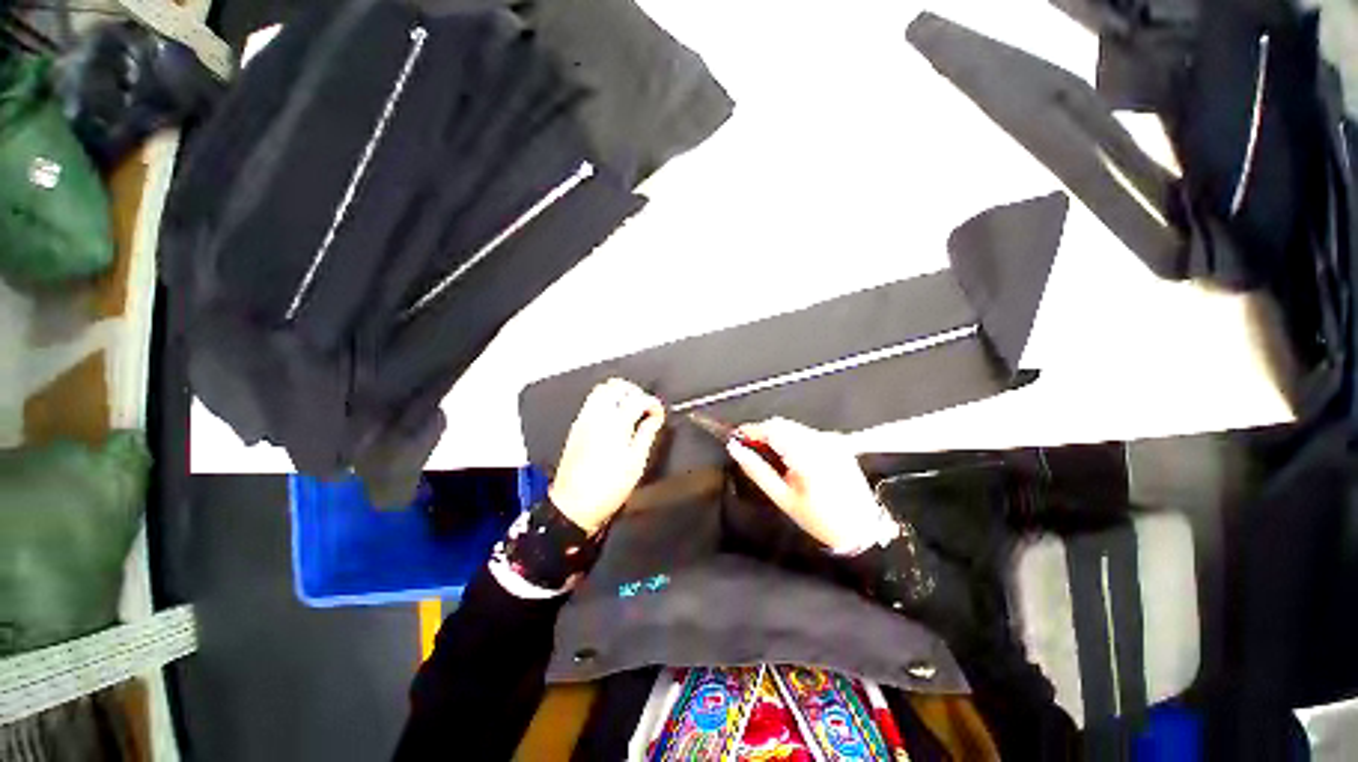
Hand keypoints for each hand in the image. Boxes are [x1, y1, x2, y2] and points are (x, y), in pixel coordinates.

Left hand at [549, 379, 664, 533]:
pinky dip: (606, 401)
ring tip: (630, 409)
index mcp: (616, 424)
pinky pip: (592, 401)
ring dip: (619, 393)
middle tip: (645, 407)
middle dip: (635, 392)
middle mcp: (598, 415)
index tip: (658, 414)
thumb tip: (654, 418)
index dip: (653, 403)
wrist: (574, 504)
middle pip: (616, 386)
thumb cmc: (608, 487)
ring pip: (602, 389)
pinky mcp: (577, 426)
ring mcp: (584, 419)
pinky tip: (615, 417)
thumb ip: (647, 434)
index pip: (638, 399)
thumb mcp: (636, 462)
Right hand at [726, 418, 895, 552]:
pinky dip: (792, 439)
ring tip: (767, 455)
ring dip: (777, 435)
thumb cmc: (818, 519)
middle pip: (782, 424)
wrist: (862, 530)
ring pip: (793, 426)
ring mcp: (832, 439)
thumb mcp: (783, 498)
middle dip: (762, 432)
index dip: (751, 430)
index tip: (735, 438)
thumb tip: (735, 448)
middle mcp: (821, 440)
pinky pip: (807, 433)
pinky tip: (789, 457)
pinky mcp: (838, 443)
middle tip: (749, 449)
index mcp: (807, 454)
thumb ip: (757, 470)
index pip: (772, 428)